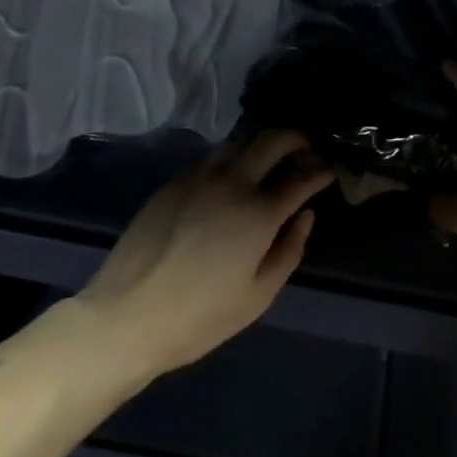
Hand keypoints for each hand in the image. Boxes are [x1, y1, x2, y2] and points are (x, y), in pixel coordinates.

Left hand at [74, 130, 334, 375]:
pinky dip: (233, 157)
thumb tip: (304, 215)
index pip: (301, 177)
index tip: (329, 170)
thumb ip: (289, 250)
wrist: (126, 317)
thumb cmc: (199, 317)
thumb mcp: (257, 296)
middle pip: (272, 140)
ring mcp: (200, 177)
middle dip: (296, 139)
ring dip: (263, 144)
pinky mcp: (174, 181)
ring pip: (240, 141)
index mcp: (258, 212)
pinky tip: (233, 176)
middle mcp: (232, 182)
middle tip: (307, 150)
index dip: (320, 170)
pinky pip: (213, 157)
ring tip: (272, 159)